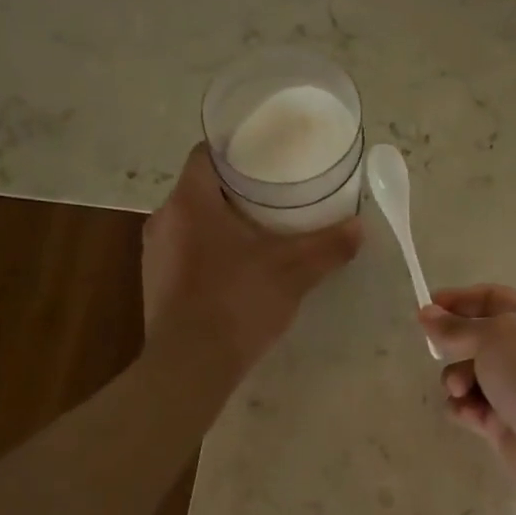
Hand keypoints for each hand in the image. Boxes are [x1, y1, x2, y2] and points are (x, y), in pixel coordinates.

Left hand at [142, 143, 361, 379]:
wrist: (190, 366)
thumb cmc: (237, 302)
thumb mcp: (292, 271)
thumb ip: (327, 246)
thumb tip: (360, 228)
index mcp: (190, 201)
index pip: (207, 153)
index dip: (236, 149)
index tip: (266, 156)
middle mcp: (164, 219)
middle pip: (201, 188)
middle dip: (236, 189)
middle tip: (274, 195)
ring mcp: (155, 254)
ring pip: (191, 221)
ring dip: (220, 222)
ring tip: (259, 230)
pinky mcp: (155, 283)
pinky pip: (184, 251)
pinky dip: (209, 250)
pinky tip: (236, 268)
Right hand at [418, 285, 515, 512]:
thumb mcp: (495, 338)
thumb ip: (457, 326)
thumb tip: (428, 314)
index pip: (492, 299)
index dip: (459, 299)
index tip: (426, 307)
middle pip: (478, 337)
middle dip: (455, 344)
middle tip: (437, 350)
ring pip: (469, 374)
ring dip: (456, 379)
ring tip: (461, 390)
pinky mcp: (504, 422)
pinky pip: (471, 406)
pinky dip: (464, 408)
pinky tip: (469, 415)